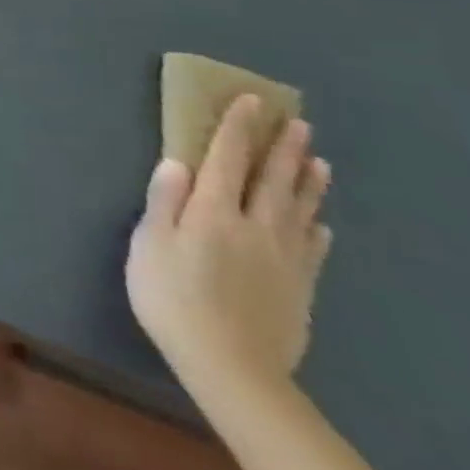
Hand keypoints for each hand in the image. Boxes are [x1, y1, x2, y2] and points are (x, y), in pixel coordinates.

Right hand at [127, 95, 333, 402]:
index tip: (250, 102)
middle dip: (283, 149)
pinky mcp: (299, 288)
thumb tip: (177, 162)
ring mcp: (283, 259)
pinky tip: (320, 223)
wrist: (231, 367)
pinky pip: (312, 249)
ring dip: (308, 182)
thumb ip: (163, 202)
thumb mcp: (149, 247)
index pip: (227, 160)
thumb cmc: (172, 298)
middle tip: (298, 122)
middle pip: (272, 180)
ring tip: (319, 161)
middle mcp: (254, 226)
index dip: (237, 129)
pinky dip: (316, 228)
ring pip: (299, 209)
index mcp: (213, 212)